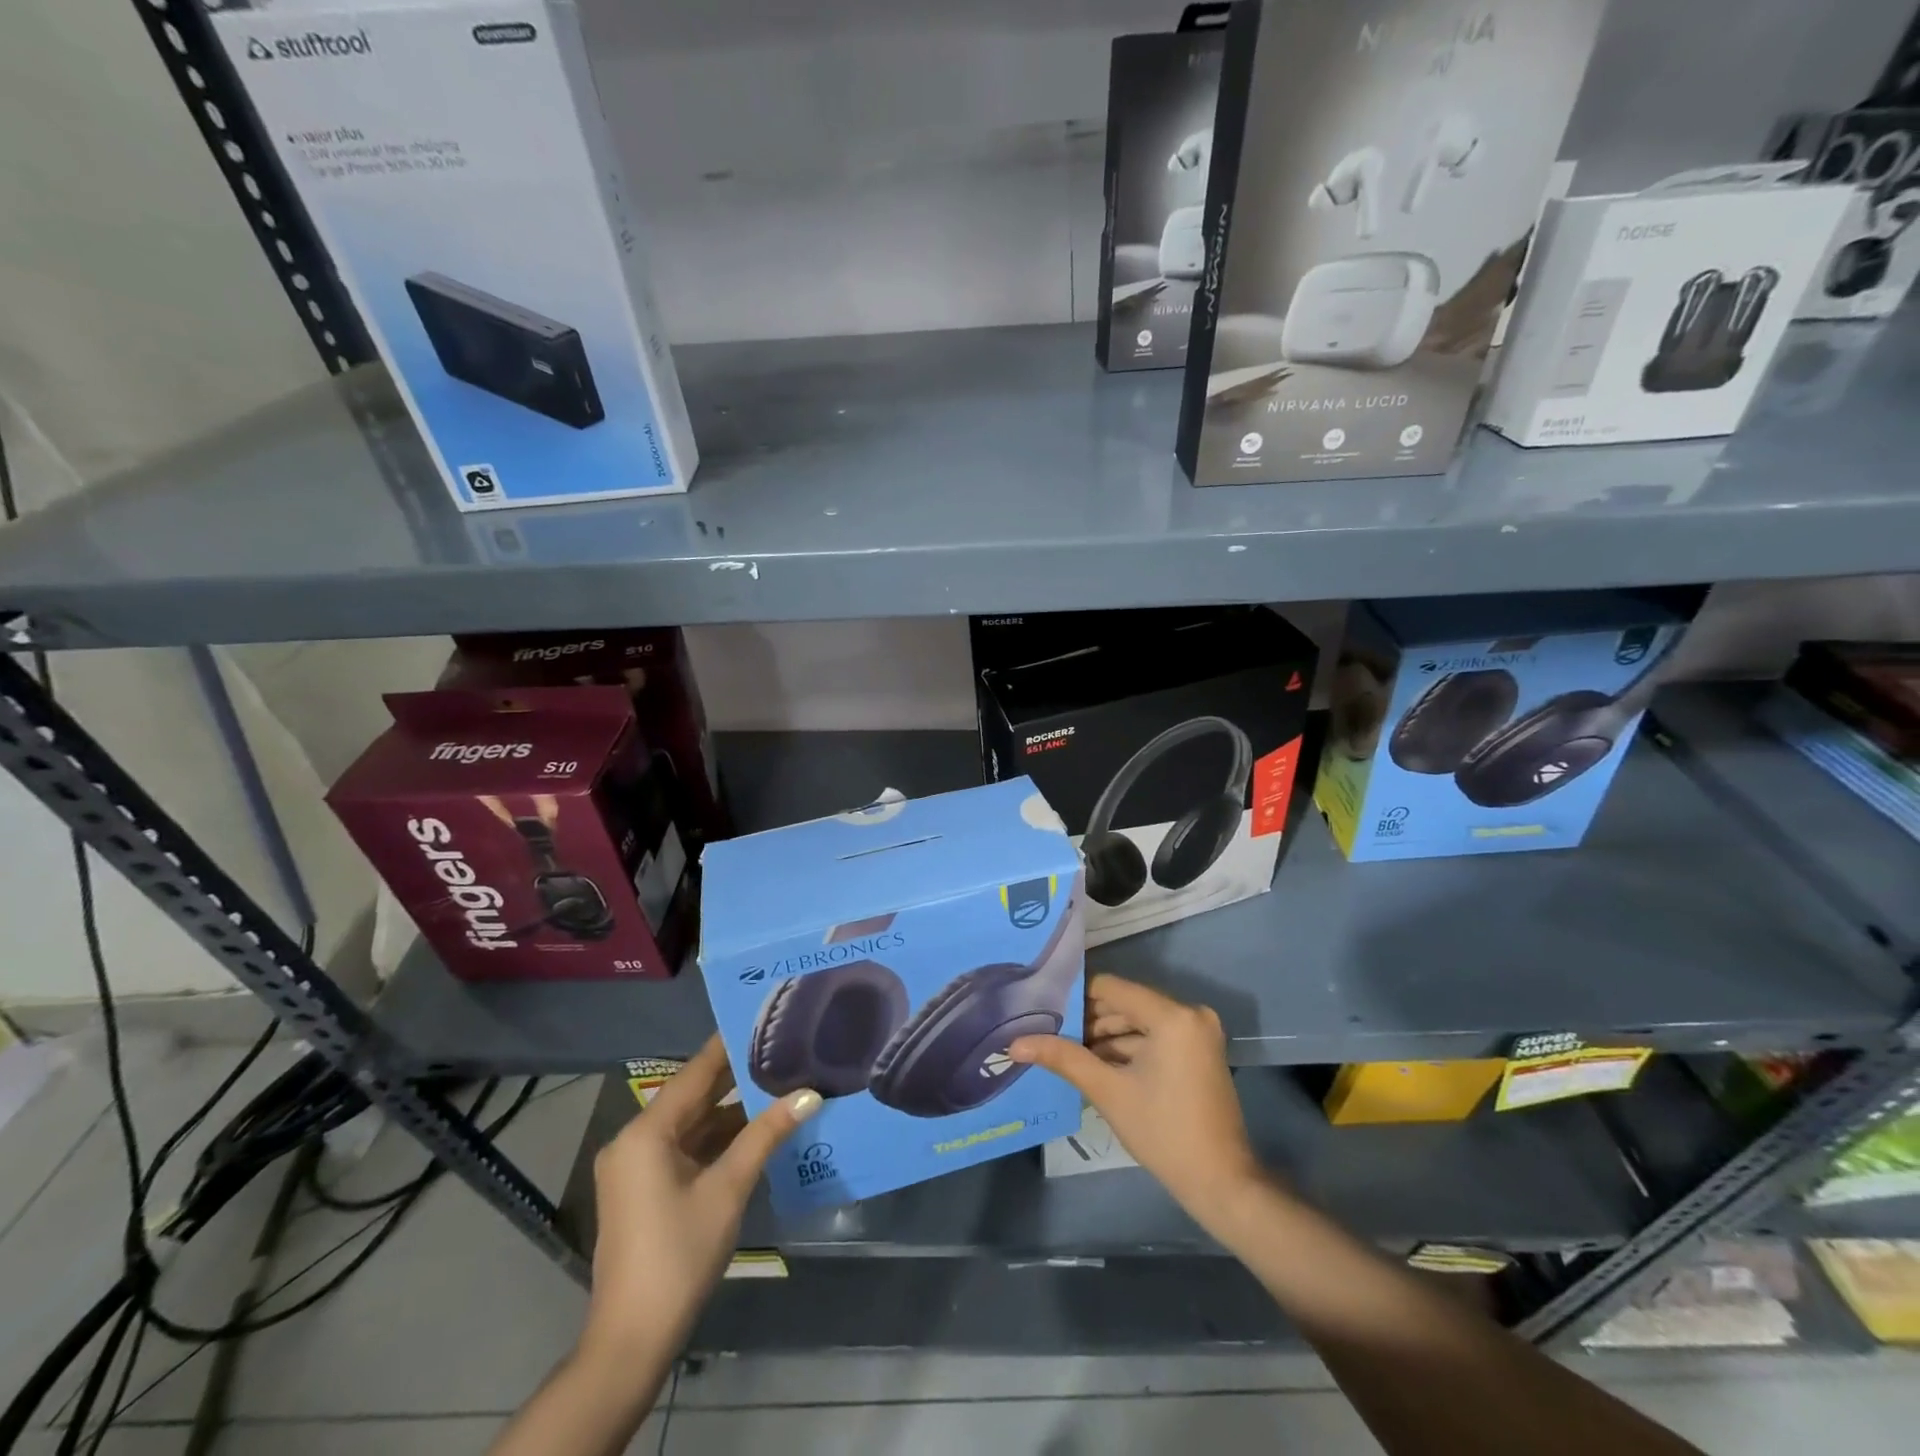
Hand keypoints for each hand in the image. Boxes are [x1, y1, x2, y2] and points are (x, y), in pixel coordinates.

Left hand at [582, 1036, 819, 1359]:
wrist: (632, 1339)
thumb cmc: (679, 1253)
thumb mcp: (728, 1188)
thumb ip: (767, 1134)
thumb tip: (810, 1094)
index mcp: (646, 1132)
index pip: (696, 1072)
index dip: (729, 1045)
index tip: (763, 1019)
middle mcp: (635, 1140)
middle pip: (693, 1096)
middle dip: (736, 1078)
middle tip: (781, 1049)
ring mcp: (636, 1168)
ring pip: (691, 1124)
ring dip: (730, 1111)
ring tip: (778, 1084)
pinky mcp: (643, 1190)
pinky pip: (684, 1148)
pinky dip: (716, 1139)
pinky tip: (755, 1130)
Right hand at [1010, 975, 1261, 1231]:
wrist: (1221, 1183)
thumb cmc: (1162, 1133)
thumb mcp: (1107, 1091)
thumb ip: (1063, 1058)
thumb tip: (1016, 1043)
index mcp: (1172, 1015)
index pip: (1111, 988)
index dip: (1076, 999)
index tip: (1045, 1013)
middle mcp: (1189, 1012)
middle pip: (1126, 1003)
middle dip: (1090, 1022)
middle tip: (1053, 1037)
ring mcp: (1198, 1032)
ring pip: (1139, 1021)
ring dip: (1107, 1037)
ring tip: (1070, 1055)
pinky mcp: (1199, 1050)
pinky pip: (1156, 1036)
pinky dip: (1130, 1048)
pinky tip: (1099, 1066)